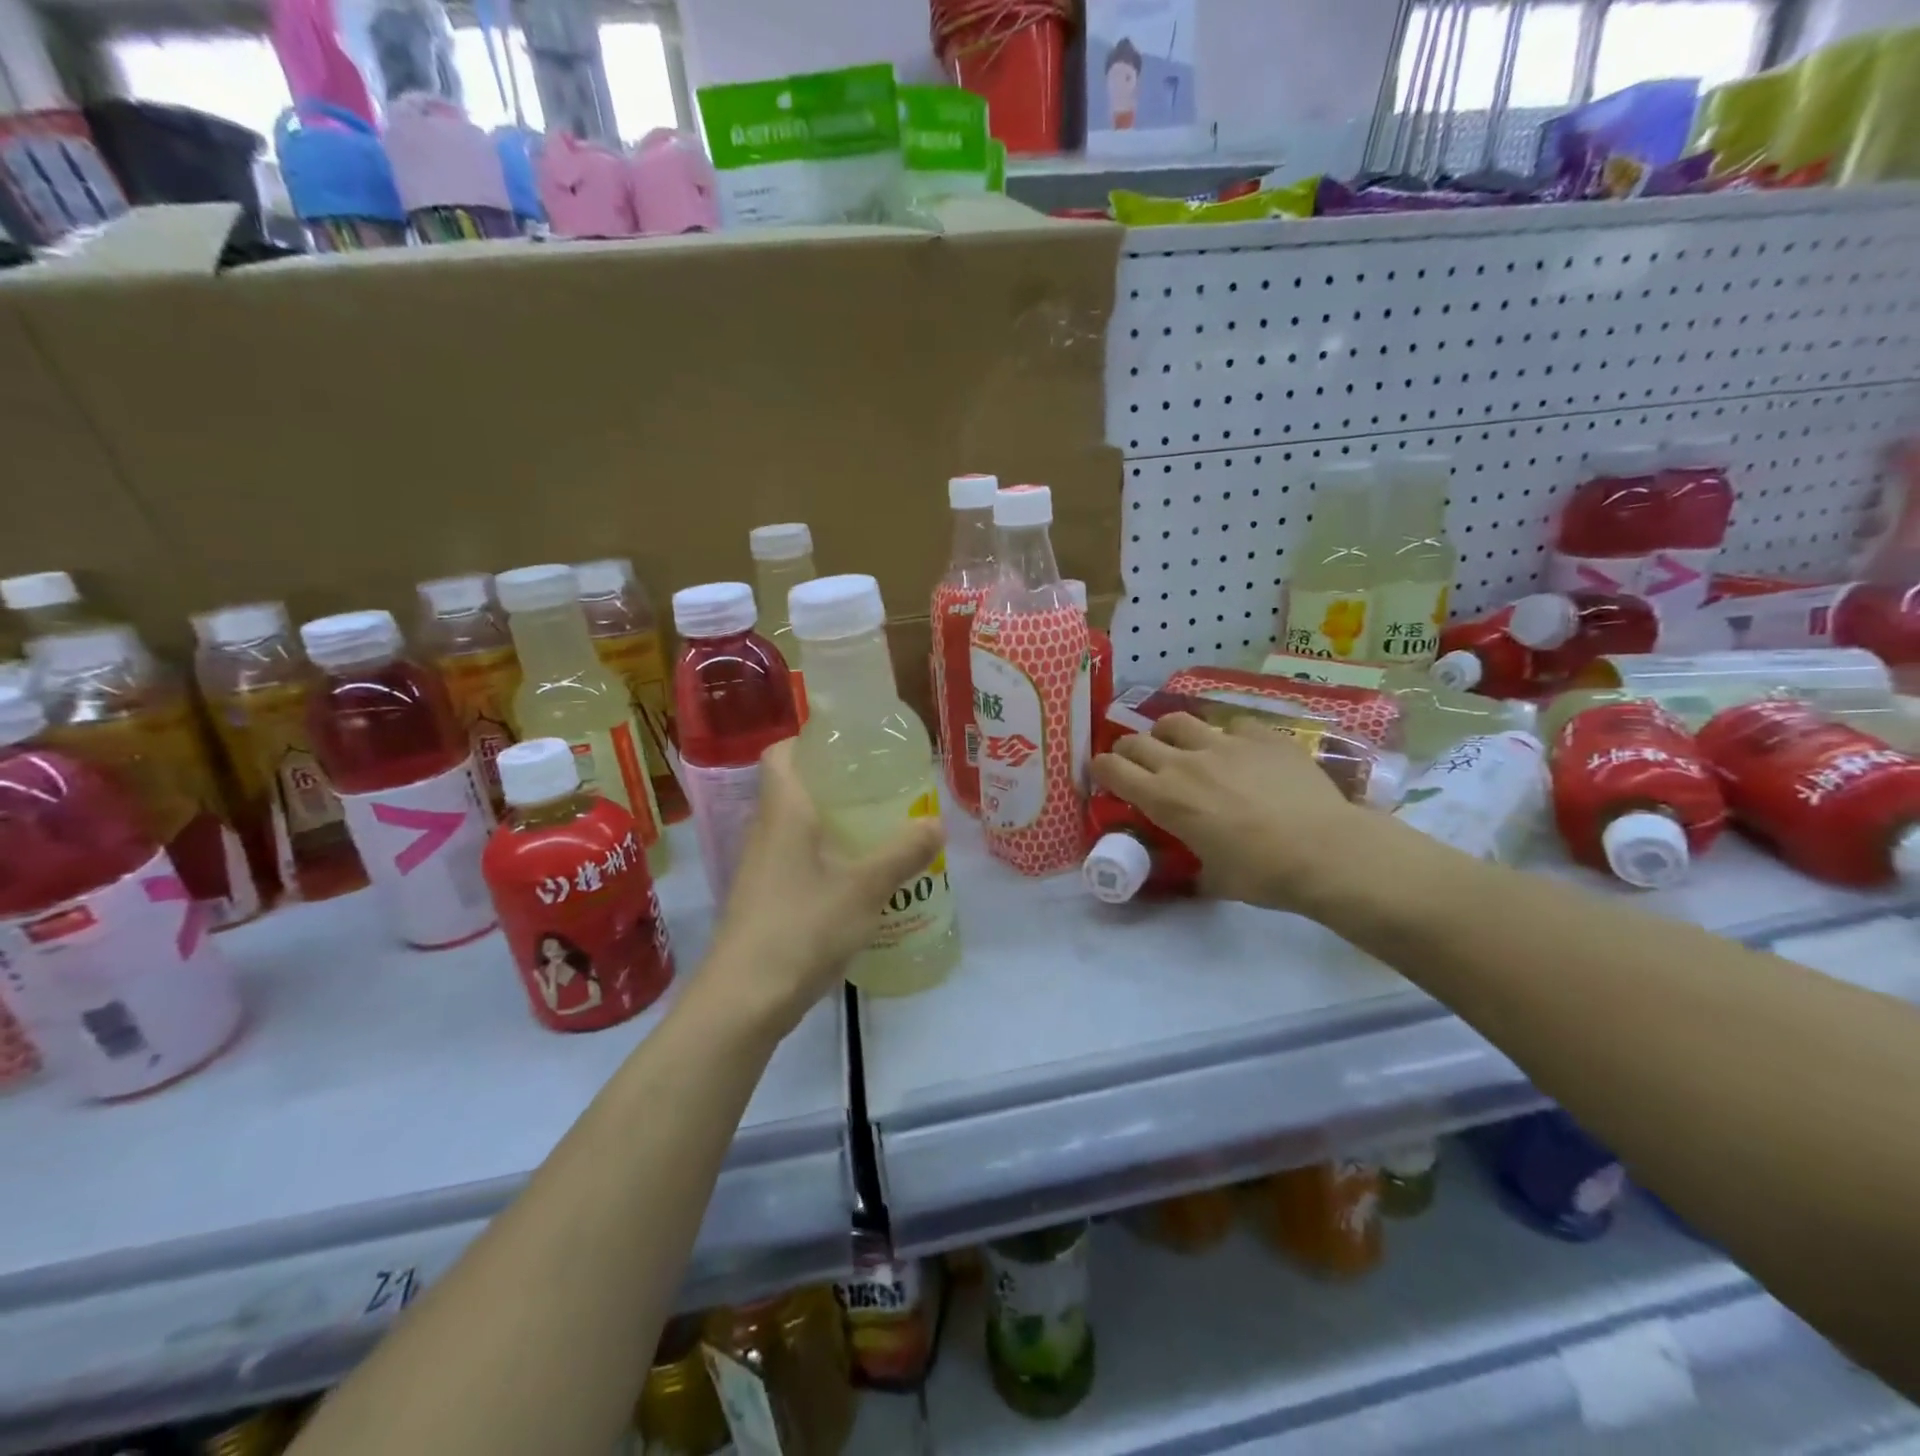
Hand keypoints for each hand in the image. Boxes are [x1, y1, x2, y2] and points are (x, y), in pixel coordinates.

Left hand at [703, 739, 943, 1031]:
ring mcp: (761, 869)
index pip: (781, 754)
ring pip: (796, 829)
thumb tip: (936, 823)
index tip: (850, 747)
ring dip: (831, 825)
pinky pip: (796, 862)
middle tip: (880, 789)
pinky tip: (856, 880)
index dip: (809, 742)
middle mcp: (765, 833)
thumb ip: (903, 854)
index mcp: (783, 813)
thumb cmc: (802, 928)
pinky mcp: (763, 901)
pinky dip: (824, 859)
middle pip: (793, 790)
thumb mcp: (864, 889)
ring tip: (877, 830)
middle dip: (834, 785)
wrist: (744, 1000)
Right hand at [1091, 712, 1376, 913]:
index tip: (1102, 774)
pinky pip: (1230, 725)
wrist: (1325, 851)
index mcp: (1164, 798)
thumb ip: (1190, 867)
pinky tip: (1239, 752)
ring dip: (1168, 734)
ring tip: (1179, 745)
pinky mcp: (1261, 735)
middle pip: (1135, 740)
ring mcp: (1223, 742)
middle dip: (1127, 750)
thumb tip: (1188, 873)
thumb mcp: (1212, 878)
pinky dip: (1225, 736)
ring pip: (1176, 721)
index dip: (1100, 769)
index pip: (1112, 769)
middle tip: (1135, 763)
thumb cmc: (1262, 874)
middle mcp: (1184, 762)